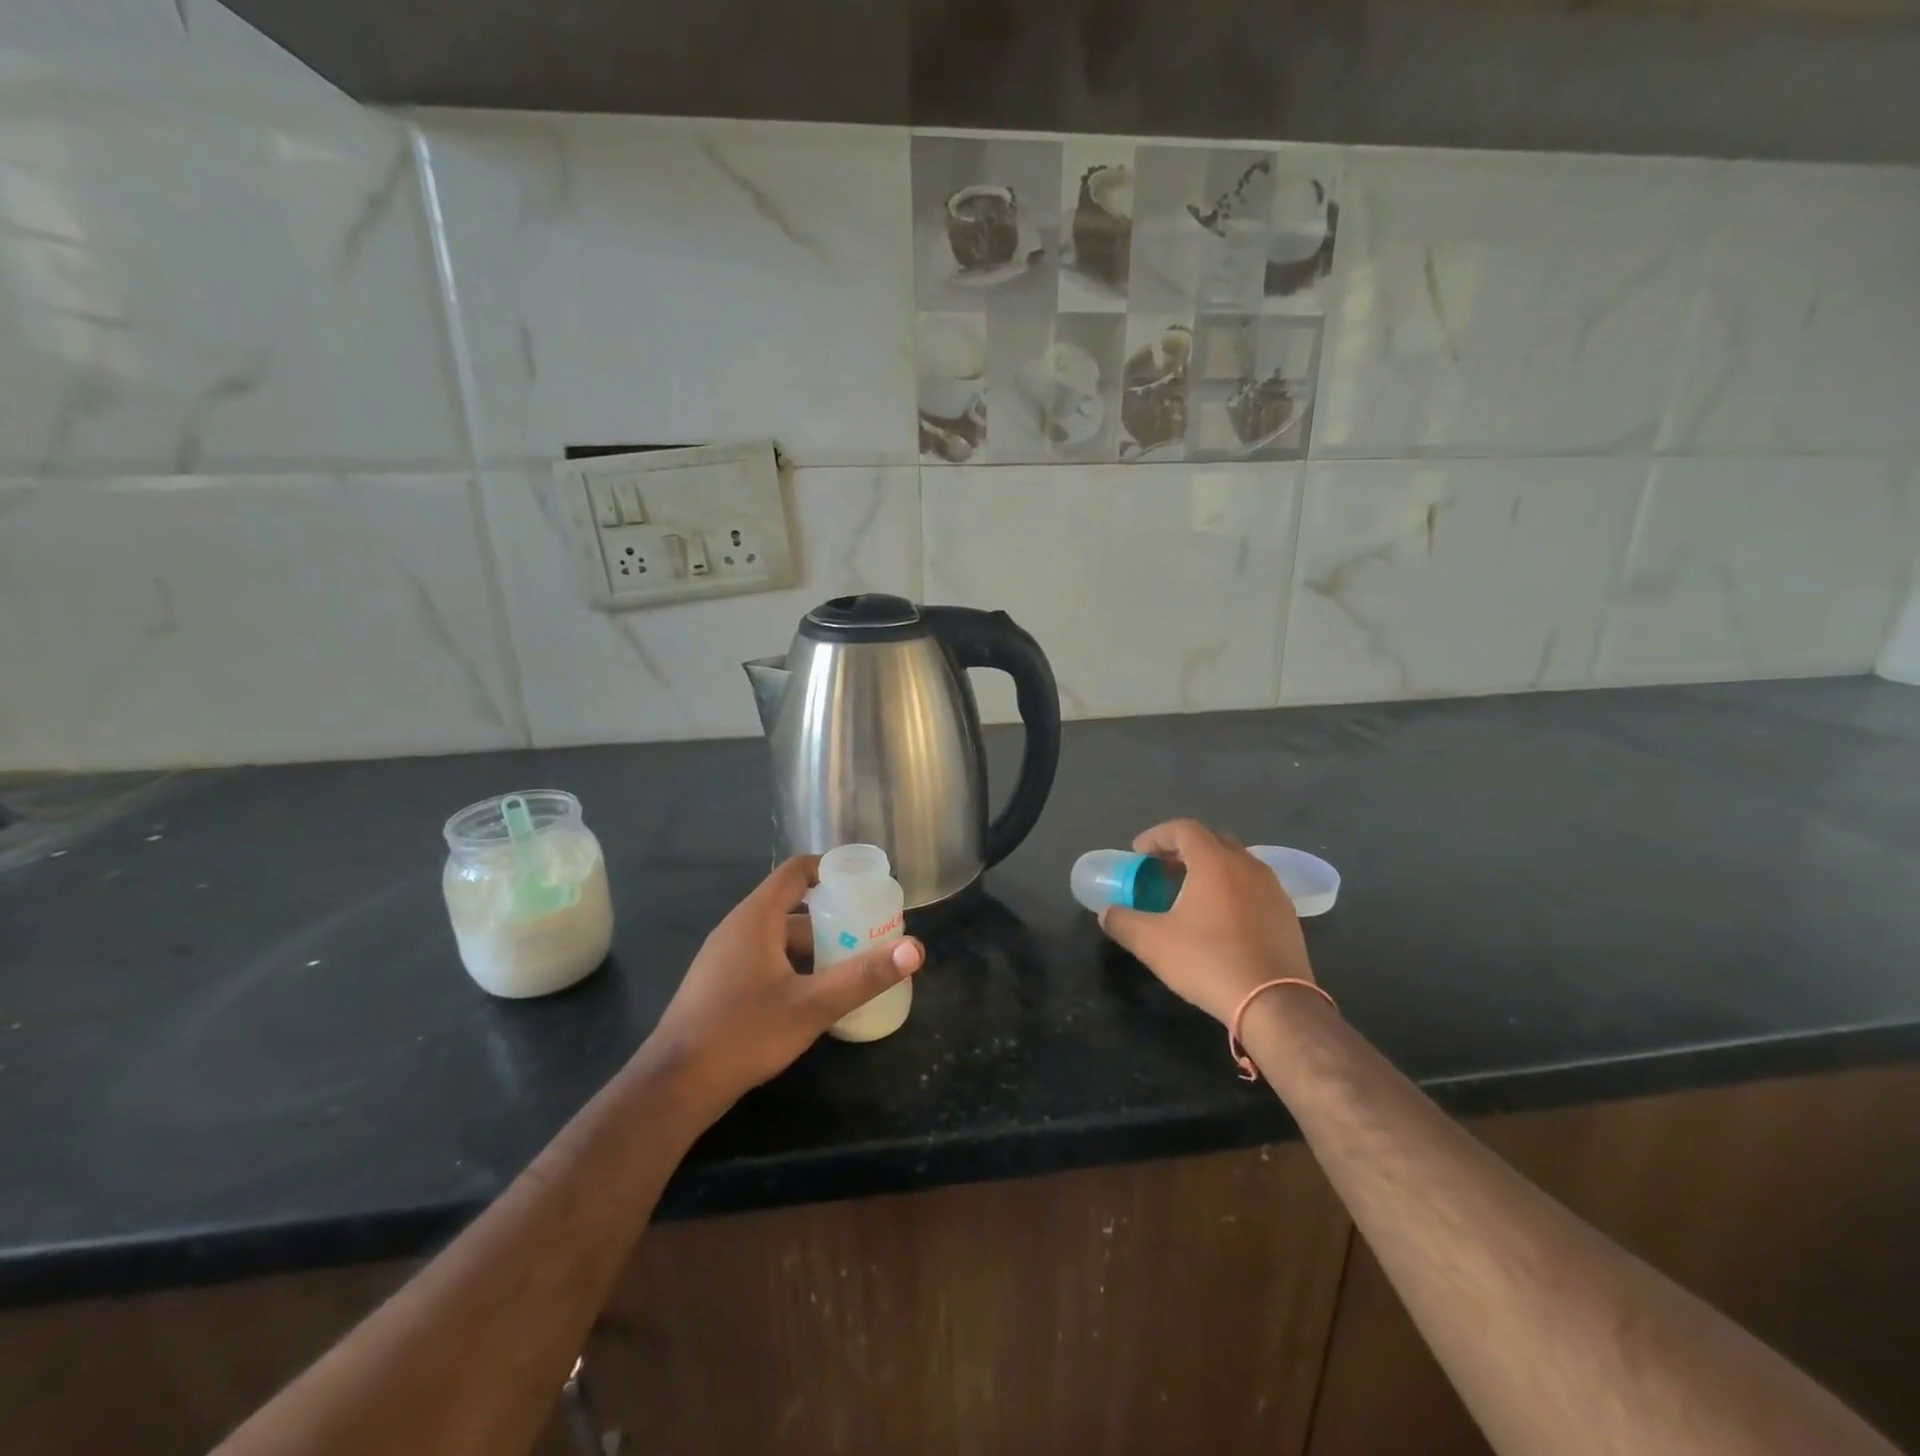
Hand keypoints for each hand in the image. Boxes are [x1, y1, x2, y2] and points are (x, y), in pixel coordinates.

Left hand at [643, 856, 923, 1111]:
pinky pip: (765, 959)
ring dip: (815, 947)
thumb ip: (864, 976)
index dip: (831, 869)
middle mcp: (738, 928)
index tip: (865, 883)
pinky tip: (814, 995)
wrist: (674, 1086)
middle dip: (832, 918)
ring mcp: (724, 957)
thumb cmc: (744, 1033)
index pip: (797, 871)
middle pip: (793, 907)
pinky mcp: (719, 984)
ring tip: (851, 966)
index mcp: (757, 918)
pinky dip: (794, 966)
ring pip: (779, 938)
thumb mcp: (812, 1005)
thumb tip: (915, 948)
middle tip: (870, 934)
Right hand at [1099, 819, 1312, 1025]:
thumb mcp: (1152, 943)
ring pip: (1236, 863)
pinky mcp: (1287, 914)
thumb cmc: (1209, 961)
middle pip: (1212, 841)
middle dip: (1183, 850)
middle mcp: (1247, 865)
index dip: (1157, 836)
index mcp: (1215, 862)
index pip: (1184, 829)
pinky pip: (1253, 887)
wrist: (1275, 1003)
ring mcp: (1272, 889)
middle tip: (1161, 870)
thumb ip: (1123, 922)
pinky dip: (1231, 889)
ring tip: (1188, 895)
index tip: (1138, 854)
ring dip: (1209, 869)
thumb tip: (1107, 913)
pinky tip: (1219, 920)